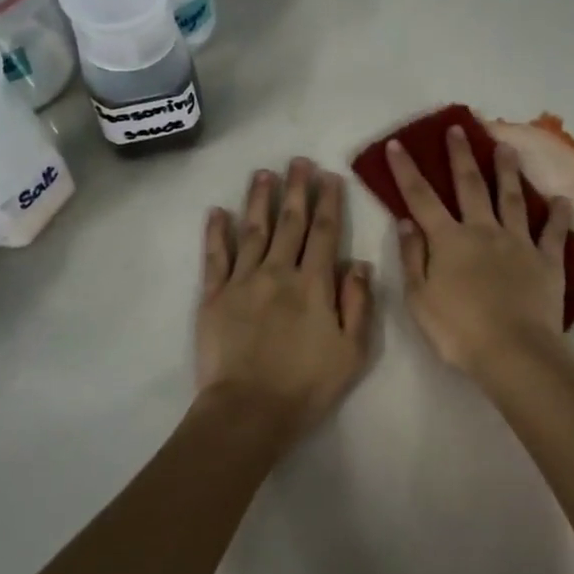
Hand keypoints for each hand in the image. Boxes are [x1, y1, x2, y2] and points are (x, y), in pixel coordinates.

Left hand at [197, 160, 374, 439]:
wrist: (248, 411)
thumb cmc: (307, 385)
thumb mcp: (353, 352)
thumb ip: (358, 304)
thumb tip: (360, 264)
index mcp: (314, 284)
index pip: (325, 233)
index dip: (329, 202)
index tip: (330, 176)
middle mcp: (278, 272)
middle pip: (289, 223)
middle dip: (296, 189)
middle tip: (298, 161)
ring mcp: (242, 281)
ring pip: (252, 230)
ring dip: (259, 199)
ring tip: (263, 173)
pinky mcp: (213, 297)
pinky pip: (215, 257)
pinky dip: (216, 232)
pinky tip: (217, 212)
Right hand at [388, 129, 572, 377]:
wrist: (513, 351)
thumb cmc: (458, 330)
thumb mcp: (419, 299)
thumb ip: (412, 257)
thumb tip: (407, 222)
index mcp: (449, 241)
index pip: (421, 198)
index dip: (407, 171)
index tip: (397, 144)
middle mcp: (483, 231)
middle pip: (470, 186)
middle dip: (461, 155)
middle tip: (458, 128)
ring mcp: (518, 242)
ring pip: (511, 198)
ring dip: (507, 171)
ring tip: (506, 147)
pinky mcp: (547, 260)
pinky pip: (553, 233)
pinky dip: (558, 216)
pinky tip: (562, 201)